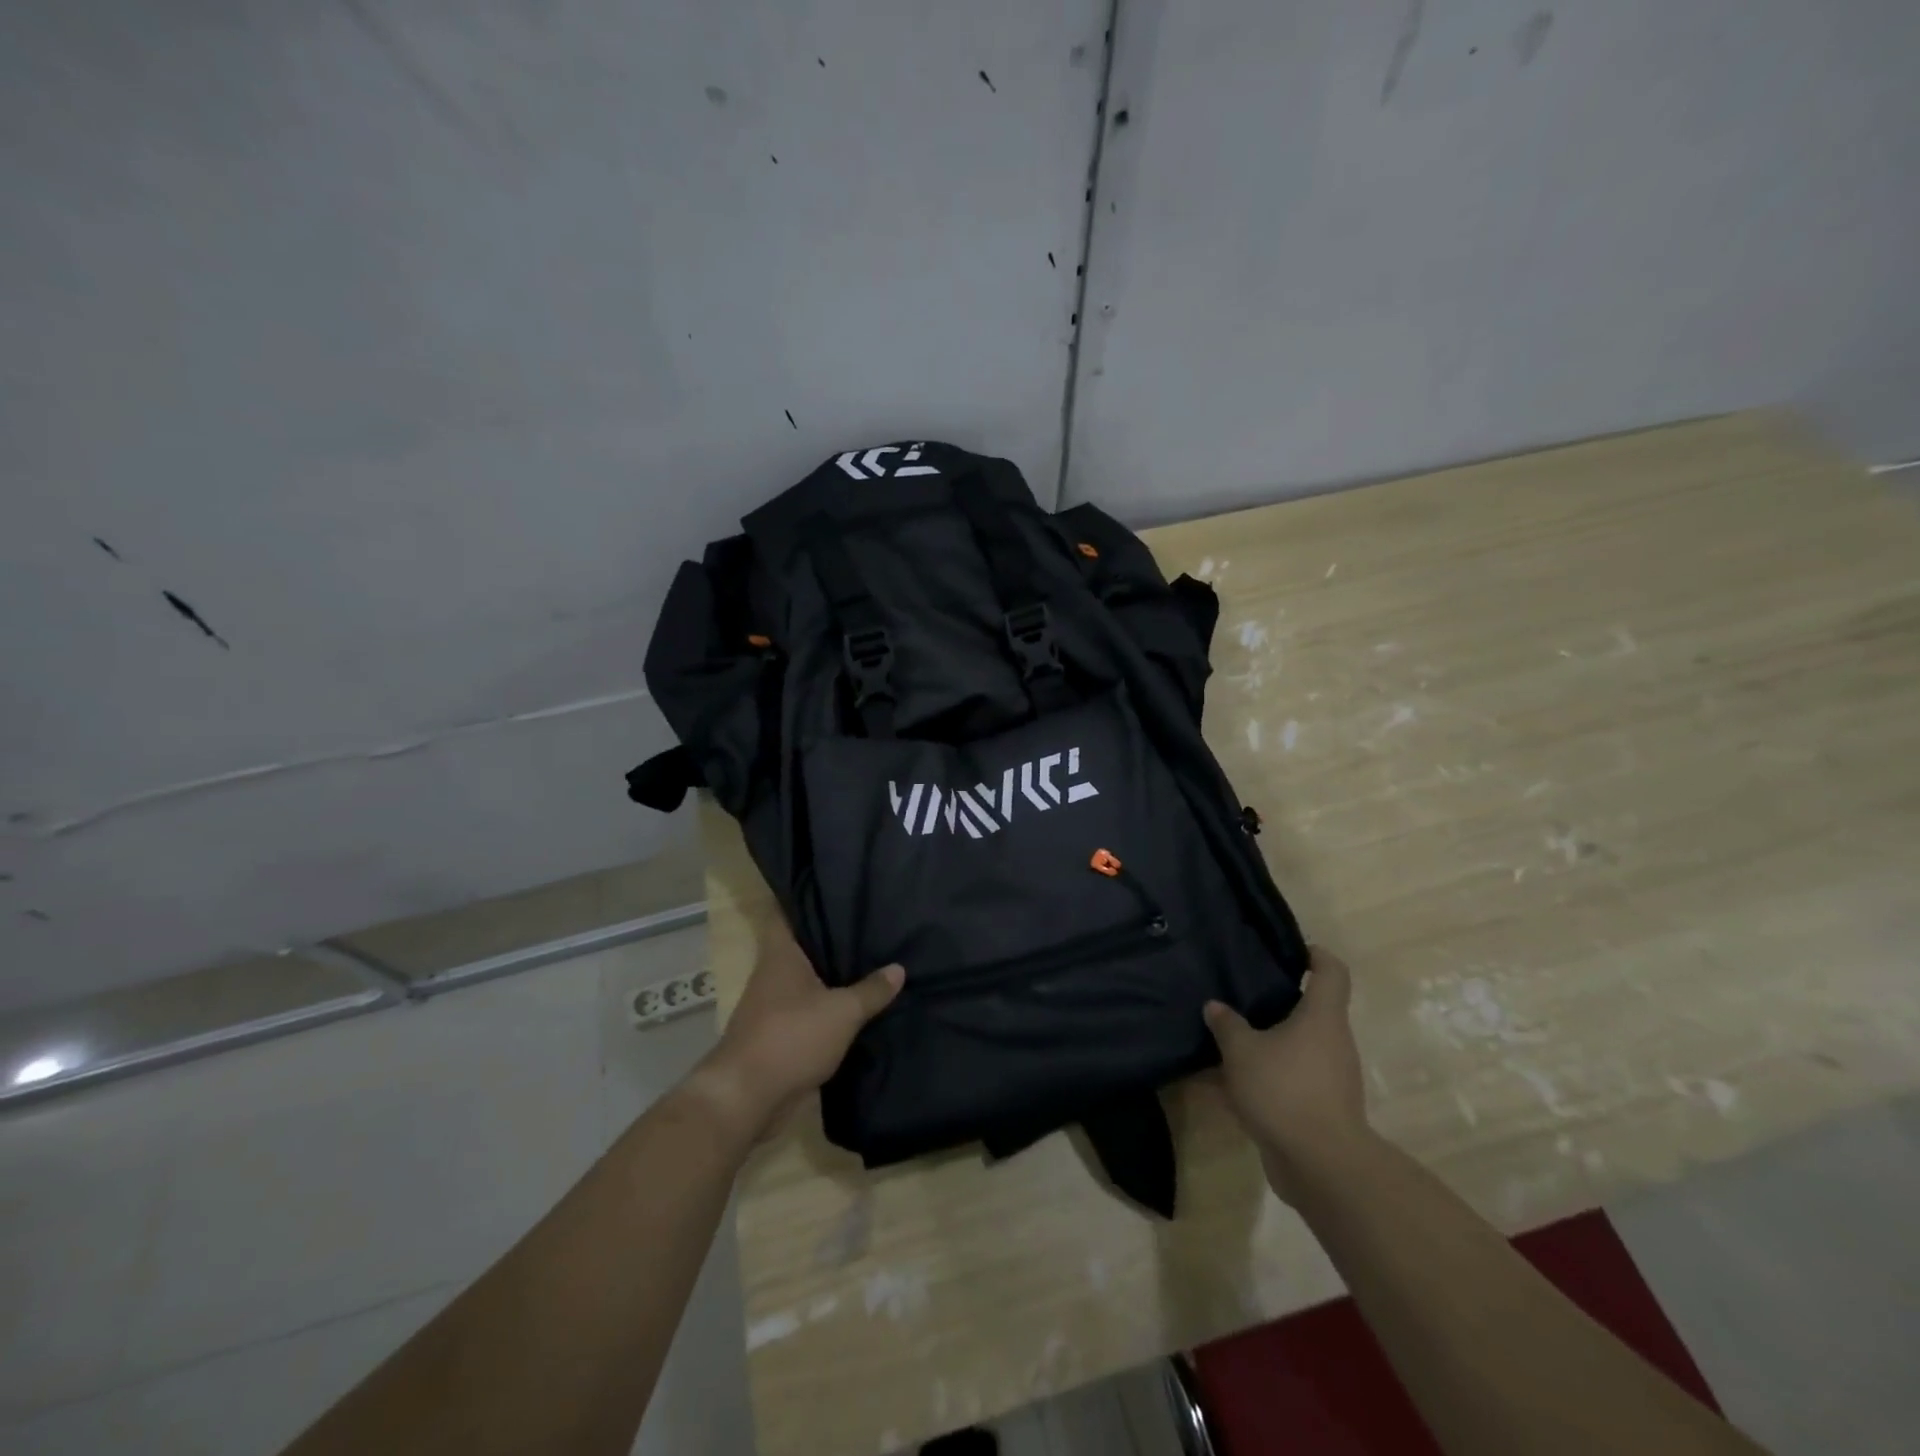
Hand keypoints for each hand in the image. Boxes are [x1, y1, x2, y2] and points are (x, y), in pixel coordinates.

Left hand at [687, 914, 903, 1143]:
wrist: (747, 1098)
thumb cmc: (791, 1037)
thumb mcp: (842, 1012)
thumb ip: (871, 990)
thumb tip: (898, 968)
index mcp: (781, 955)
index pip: (786, 910)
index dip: (804, 895)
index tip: (831, 885)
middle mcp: (773, 973)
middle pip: (801, 944)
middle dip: (829, 935)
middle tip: (866, 920)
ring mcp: (773, 1005)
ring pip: (806, 978)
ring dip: (831, 973)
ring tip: (869, 959)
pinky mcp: (779, 1035)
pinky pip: (809, 1009)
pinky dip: (828, 1005)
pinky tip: (856, 1004)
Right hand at [1204, 948, 1368, 1202]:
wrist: (1321, 1165)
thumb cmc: (1284, 1090)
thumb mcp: (1242, 1051)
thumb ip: (1227, 1025)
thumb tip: (1215, 1006)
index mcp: (1322, 1018)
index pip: (1331, 972)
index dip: (1316, 955)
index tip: (1292, 950)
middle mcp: (1332, 1042)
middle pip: (1311, 1011)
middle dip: (1277, 1003)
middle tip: (1241, 994)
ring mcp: (1330, 1078)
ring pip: (1295, 1048)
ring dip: (1266, 1044)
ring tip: (1227, 1040)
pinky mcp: (1320, 1108)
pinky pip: (1289, 1080)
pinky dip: (1264, 1078)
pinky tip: (1227, 1086)